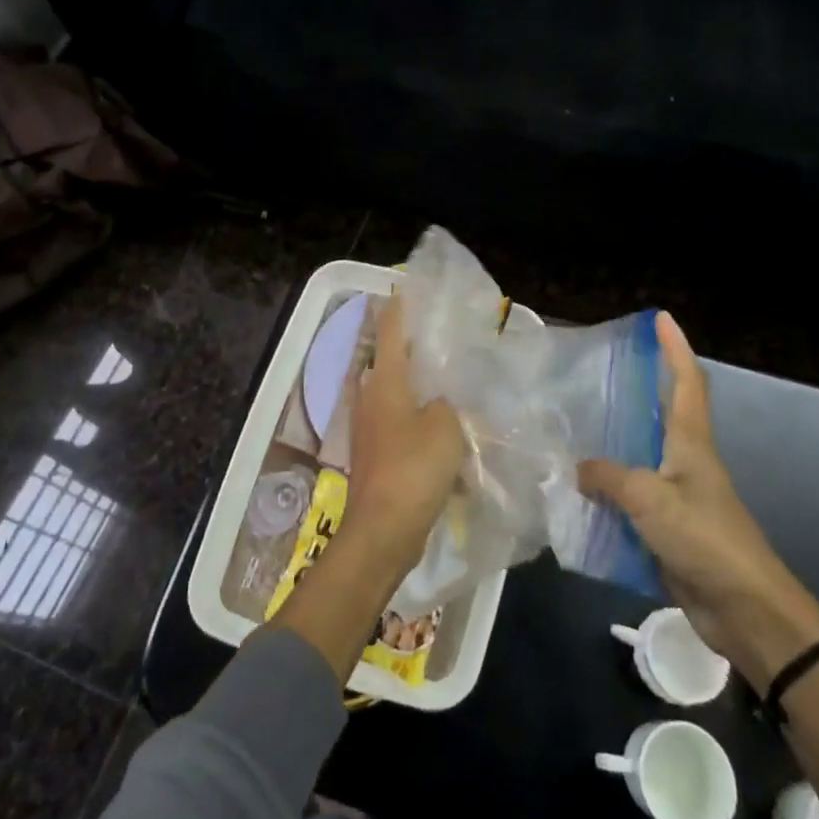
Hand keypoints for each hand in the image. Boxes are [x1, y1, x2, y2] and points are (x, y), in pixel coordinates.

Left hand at [343, 294, 466, 578]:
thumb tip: (442, 402)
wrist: (383, 530)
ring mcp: (369, 429)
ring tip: (443, 379)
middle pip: (387, 362)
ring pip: (393, 394)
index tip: (404, 288)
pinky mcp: (376, 455)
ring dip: (414, 385)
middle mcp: (370, 399)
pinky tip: (440, 427)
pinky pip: (398, 424)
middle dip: (407, 347)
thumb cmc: (413, 468)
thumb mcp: (446, 426)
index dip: (398, 308)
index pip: (389, 332)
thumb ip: (449, 404)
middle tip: (436, 336)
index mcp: (385, 383)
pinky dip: (416, 418)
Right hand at [579, 312, 818, 691]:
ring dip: (613, 445)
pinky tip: (578, 493)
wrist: (745, 611)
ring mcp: (677, 496)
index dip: (675, 348)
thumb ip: (610, 477)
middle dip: (637, 391)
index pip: (686, 382)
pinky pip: (631, 500)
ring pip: (640, 458)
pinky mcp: (668, 529)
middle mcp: (685, 462)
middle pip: (663, 414)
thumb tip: (579, 468)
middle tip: (598, 375)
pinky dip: (607, 493)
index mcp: (691, 443)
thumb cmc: (705, 539)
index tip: (661, 319)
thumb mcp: (651, 499)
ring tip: (574, 430)